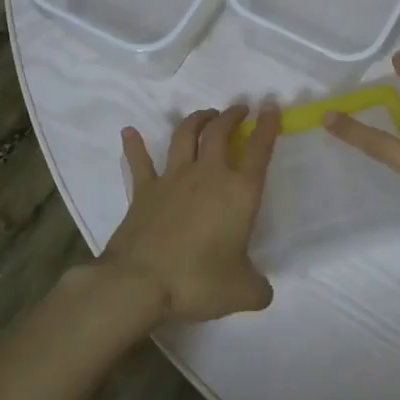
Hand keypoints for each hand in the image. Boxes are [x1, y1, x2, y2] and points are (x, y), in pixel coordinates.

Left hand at [101, 104, 281, 323]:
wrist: (140, 283)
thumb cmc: (198, 281)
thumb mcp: (242, 292)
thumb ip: (258, 288)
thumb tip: (262, 291)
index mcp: (239, 193)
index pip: (259, 150)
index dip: (267, 126)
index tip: (270, 106)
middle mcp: (208, 176)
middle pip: (220, 132)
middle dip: (231, 116)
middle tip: (239, 109)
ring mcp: (172, 179)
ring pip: (185, 136)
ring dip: (196, 120)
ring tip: (205, 114)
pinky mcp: (143, 190)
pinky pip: (139, 162)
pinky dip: (134, 145)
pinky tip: (129, 131)